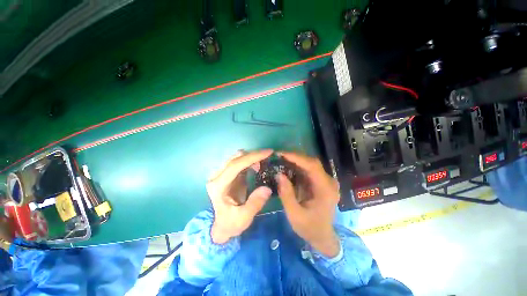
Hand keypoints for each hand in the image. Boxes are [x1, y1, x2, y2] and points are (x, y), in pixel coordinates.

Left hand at [206, 149, 273, 243]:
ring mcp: (221, 174)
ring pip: (237, 157)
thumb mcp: (243, 218)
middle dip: (254, 155)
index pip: (235, 165)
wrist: (221, 226)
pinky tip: (256, 166)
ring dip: (251, 157)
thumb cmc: (230, 223)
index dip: (252, 157)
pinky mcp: (227, 174)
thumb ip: (255, 203)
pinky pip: (239, 162)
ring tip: (263, 162)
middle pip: (236, 158)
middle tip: (269, 156)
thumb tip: (267, 188)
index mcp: (218, 186)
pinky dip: (249, 161)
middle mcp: (217, 176)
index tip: (268, 152)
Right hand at [276, 152, 340, 256]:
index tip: (281, 154)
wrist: (322, 237)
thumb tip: (279, 174)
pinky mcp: (321, 182)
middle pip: (312, 162)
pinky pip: (309, 170)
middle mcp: (328, 182)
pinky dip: (297, 167)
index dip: (296, 157)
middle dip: (295, 157)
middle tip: (279, 155)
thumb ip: (286, 194)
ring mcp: (326, 181)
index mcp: (325, 189)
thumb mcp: (294, 214)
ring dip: (295, 161)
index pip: (312, 166)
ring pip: (310, 164)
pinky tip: (288, 167)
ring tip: (281, 159)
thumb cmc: (309, 228)